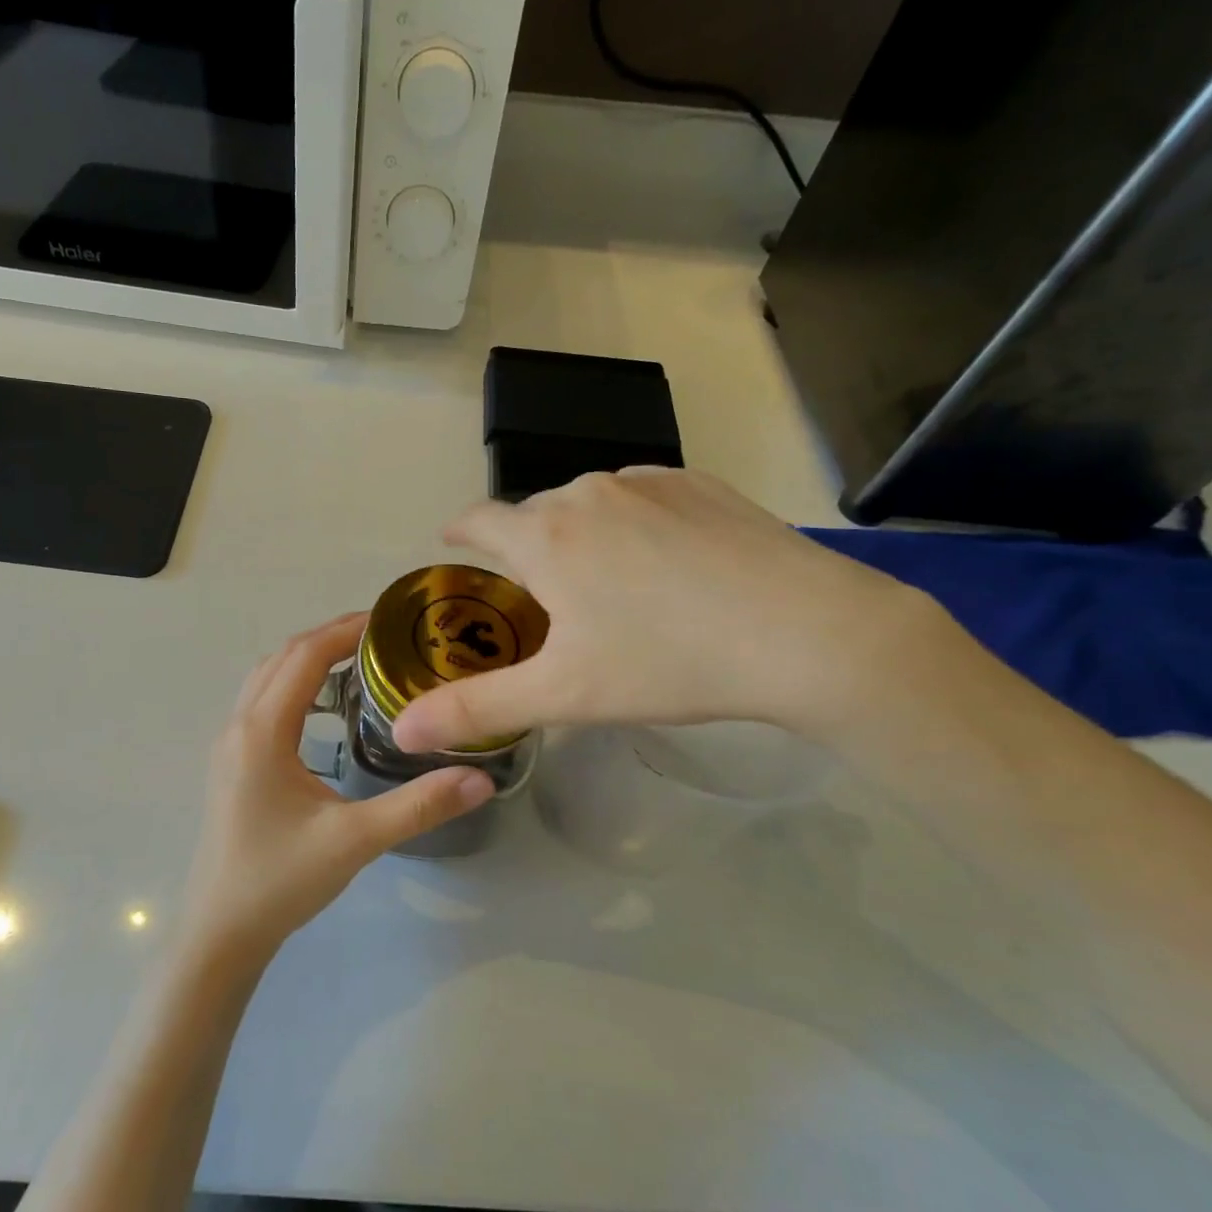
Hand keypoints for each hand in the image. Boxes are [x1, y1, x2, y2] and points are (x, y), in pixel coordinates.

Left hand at [180, 614, 494, 970]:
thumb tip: (482, 779)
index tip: (391, 620)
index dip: (346, 630)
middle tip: (386, 637)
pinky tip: (326, 709)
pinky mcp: (231, 763)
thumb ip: (418, 806)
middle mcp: (239, 726)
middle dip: (330, 637)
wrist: (221, 932)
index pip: (304, 657)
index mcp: (262, 732)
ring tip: (360, 661)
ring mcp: (229, 744)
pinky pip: (262, 701)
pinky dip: (294, 683)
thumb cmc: (280, 881)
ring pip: (267, 677)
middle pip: (283, 657)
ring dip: (308, 658)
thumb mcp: (355, 840)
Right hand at [392, 468, 938, 753]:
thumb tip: (402, 731)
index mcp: (545, 536)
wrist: (808, 633)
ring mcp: (648, 480)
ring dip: (580, 535)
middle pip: (534, 514)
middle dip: (525, 548)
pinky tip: (665, 564)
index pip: (478, 520)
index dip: (459, 533)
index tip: (453, 547)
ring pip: (589, 504)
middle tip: (541, 598)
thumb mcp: (564, 696)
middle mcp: (587, 492)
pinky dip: (632, 523)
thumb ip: (476, 709)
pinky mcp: (700, 483)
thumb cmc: (669, 662)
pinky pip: (641, 497)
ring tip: (607, 584)